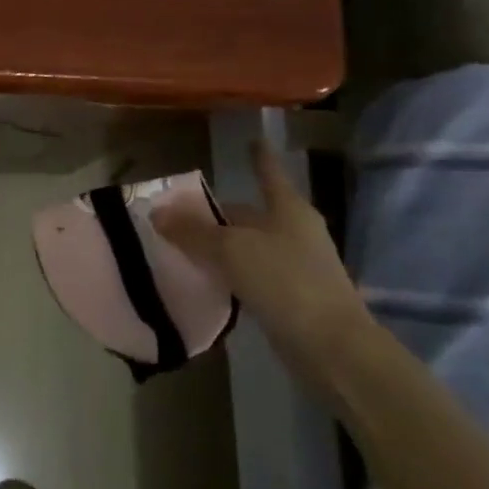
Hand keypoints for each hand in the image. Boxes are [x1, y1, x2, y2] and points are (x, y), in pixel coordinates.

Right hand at [153, 139, 369, 388]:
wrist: (331, 348)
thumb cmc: (285, 282)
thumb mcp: (231, 250)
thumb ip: (193, 232)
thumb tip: (157, 213)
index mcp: (288, 210)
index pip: (268, 174)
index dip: (259, 157)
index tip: (252, 140)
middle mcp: (295, 232)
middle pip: (253, 214)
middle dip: (221, 213)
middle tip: (182, 212)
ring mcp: (297, 267)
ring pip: (250, 247)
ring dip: (222, 246)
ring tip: (184, 246)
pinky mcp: (292, 299)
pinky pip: (252, 276)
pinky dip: (230, 275)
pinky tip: (207, 281)